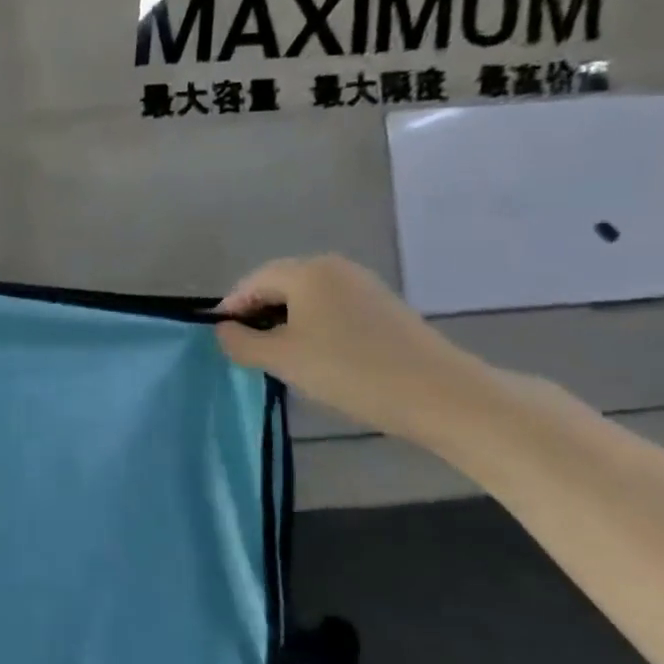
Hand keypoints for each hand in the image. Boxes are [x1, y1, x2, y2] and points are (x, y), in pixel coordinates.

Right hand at [215, 255, 488, 441]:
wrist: (440, 395)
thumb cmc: (349, 371)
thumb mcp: (281, 359)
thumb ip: (240, 342)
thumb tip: (223, 331)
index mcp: (307, 271)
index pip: (251, 282)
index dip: (230, 310)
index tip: (222, 342)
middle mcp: (335, 268)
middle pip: (279, 286)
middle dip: (258, 317)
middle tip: (250, 353)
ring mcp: (364, 286)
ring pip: (306, 300)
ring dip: (285, 326)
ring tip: (282, 360)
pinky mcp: (384, 308)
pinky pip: (332, 311)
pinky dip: (314, 329)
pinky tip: (319, 360)